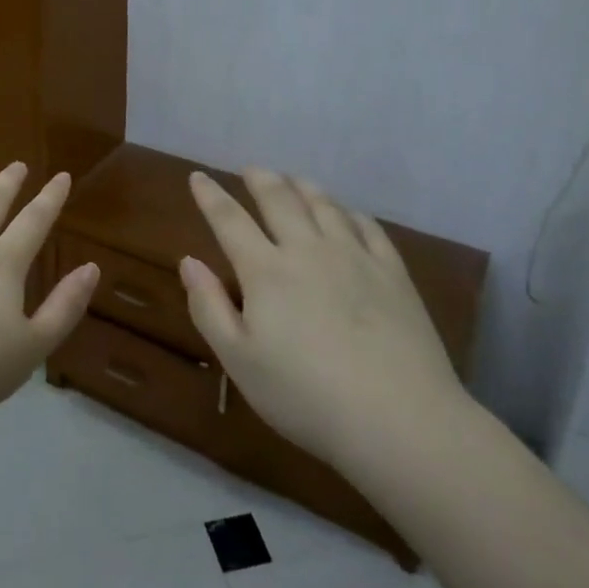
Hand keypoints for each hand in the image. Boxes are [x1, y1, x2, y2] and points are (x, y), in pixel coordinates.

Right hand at [179, 169, 465, 470]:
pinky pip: (368, 227)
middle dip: (261, 180)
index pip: (230, 220)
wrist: (399, 419)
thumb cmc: (306, 396)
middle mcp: (308, 250)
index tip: (198, 177)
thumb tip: (189, 261)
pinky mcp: (392, 273)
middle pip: (281, 200)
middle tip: (252, 169)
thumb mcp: (239, 360)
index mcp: (266, 271)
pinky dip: (350, 212)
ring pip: (325, 206)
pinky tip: (348, 214)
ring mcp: (355, 257)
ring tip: (294, 179)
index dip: (211, 196)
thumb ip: (209, 307)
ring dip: (304, 187)